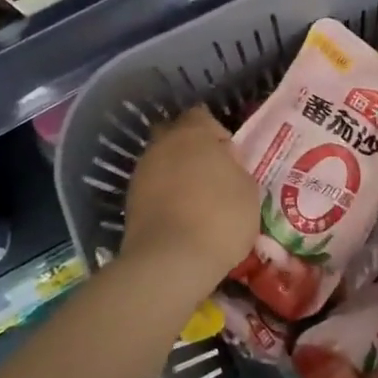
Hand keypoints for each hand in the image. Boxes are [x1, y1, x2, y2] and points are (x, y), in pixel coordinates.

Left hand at [122, 105, 258, 286]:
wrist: (170, 261)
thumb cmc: (220, 217)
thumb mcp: (248, 190)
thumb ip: (235, 168)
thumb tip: (224, 163)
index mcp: (192, 134)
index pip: (201, 115)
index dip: (216, 133)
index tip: (230, 157)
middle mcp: (161, 145)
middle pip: (175, 135)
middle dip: (190, 149)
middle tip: (211, 174)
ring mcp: (141, 173)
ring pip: (161, 162)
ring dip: (176, 174)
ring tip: (196, 201)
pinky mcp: (130, 202)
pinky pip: (152, 188)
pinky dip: (164, 196)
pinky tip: (180, 217)